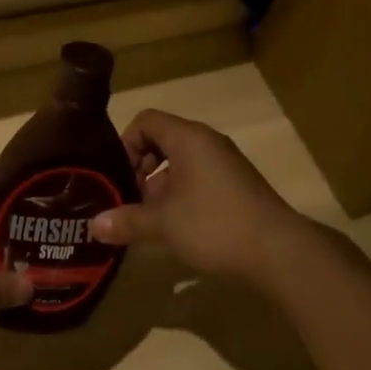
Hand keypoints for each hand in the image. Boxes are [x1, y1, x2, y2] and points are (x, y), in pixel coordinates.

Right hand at [87, 110, 309, 285]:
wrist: (278, 249)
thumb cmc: (214, 224)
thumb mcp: (164, 224)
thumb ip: (128, 221)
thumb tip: (92, 226)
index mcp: (187, 137)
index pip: (146, 120)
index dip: (126, 143)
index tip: (119, 176)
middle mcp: (206, 140)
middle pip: (163, 139)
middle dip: (141, 167)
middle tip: (131, 200)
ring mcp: (225, 161)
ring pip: (181, 160)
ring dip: (162, 184)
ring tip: (152, 219)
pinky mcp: (237, 182)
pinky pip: (200, 174)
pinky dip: (183, 192)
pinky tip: (180, 227)